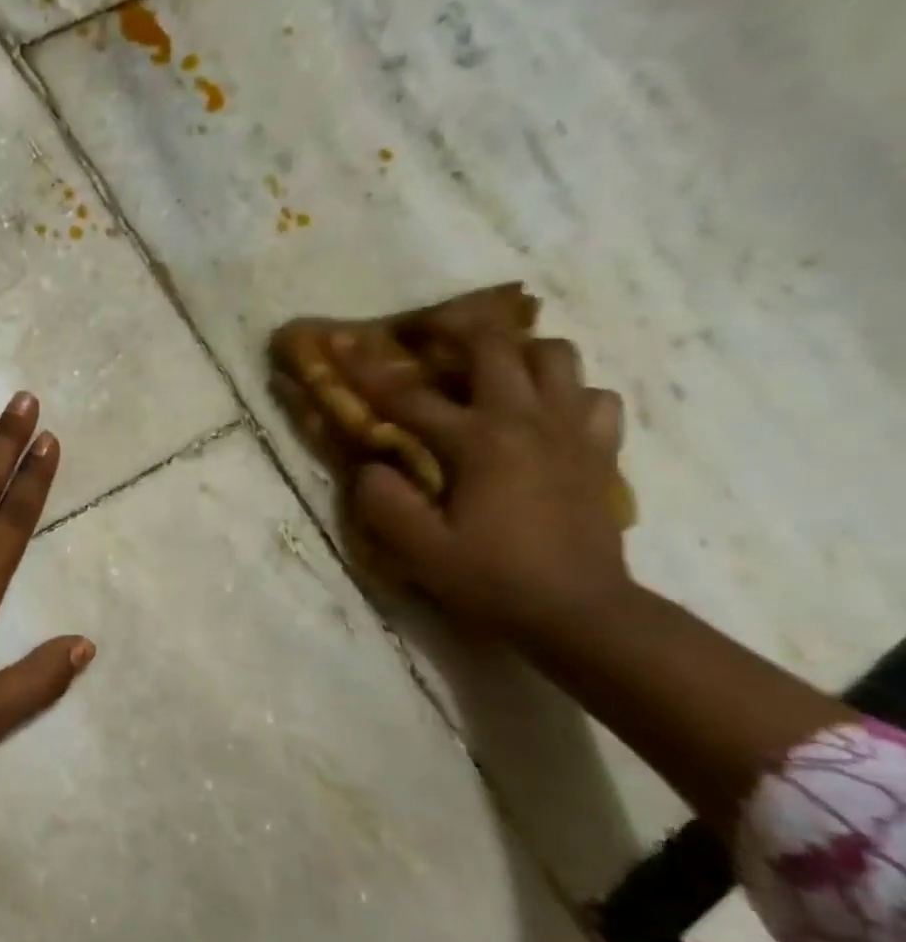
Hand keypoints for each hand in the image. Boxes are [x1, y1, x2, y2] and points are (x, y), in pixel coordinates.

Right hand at [336, 329, 631, 640]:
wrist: (582, 612)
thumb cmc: (493, 579)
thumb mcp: (417, 550)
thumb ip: (382, 502)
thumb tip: (372, 466)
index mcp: (478, 442)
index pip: (409, 396)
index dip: (367, 370)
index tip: (341, 343)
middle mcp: (527, 421)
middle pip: (497, 347)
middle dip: (457, 329)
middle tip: (429, 333)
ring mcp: (572, 431)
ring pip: (556, 357)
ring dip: (518, 353)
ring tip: (490, 370)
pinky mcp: (600, 450)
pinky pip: (593, 396)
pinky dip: (566, 392)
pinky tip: (542, 413)